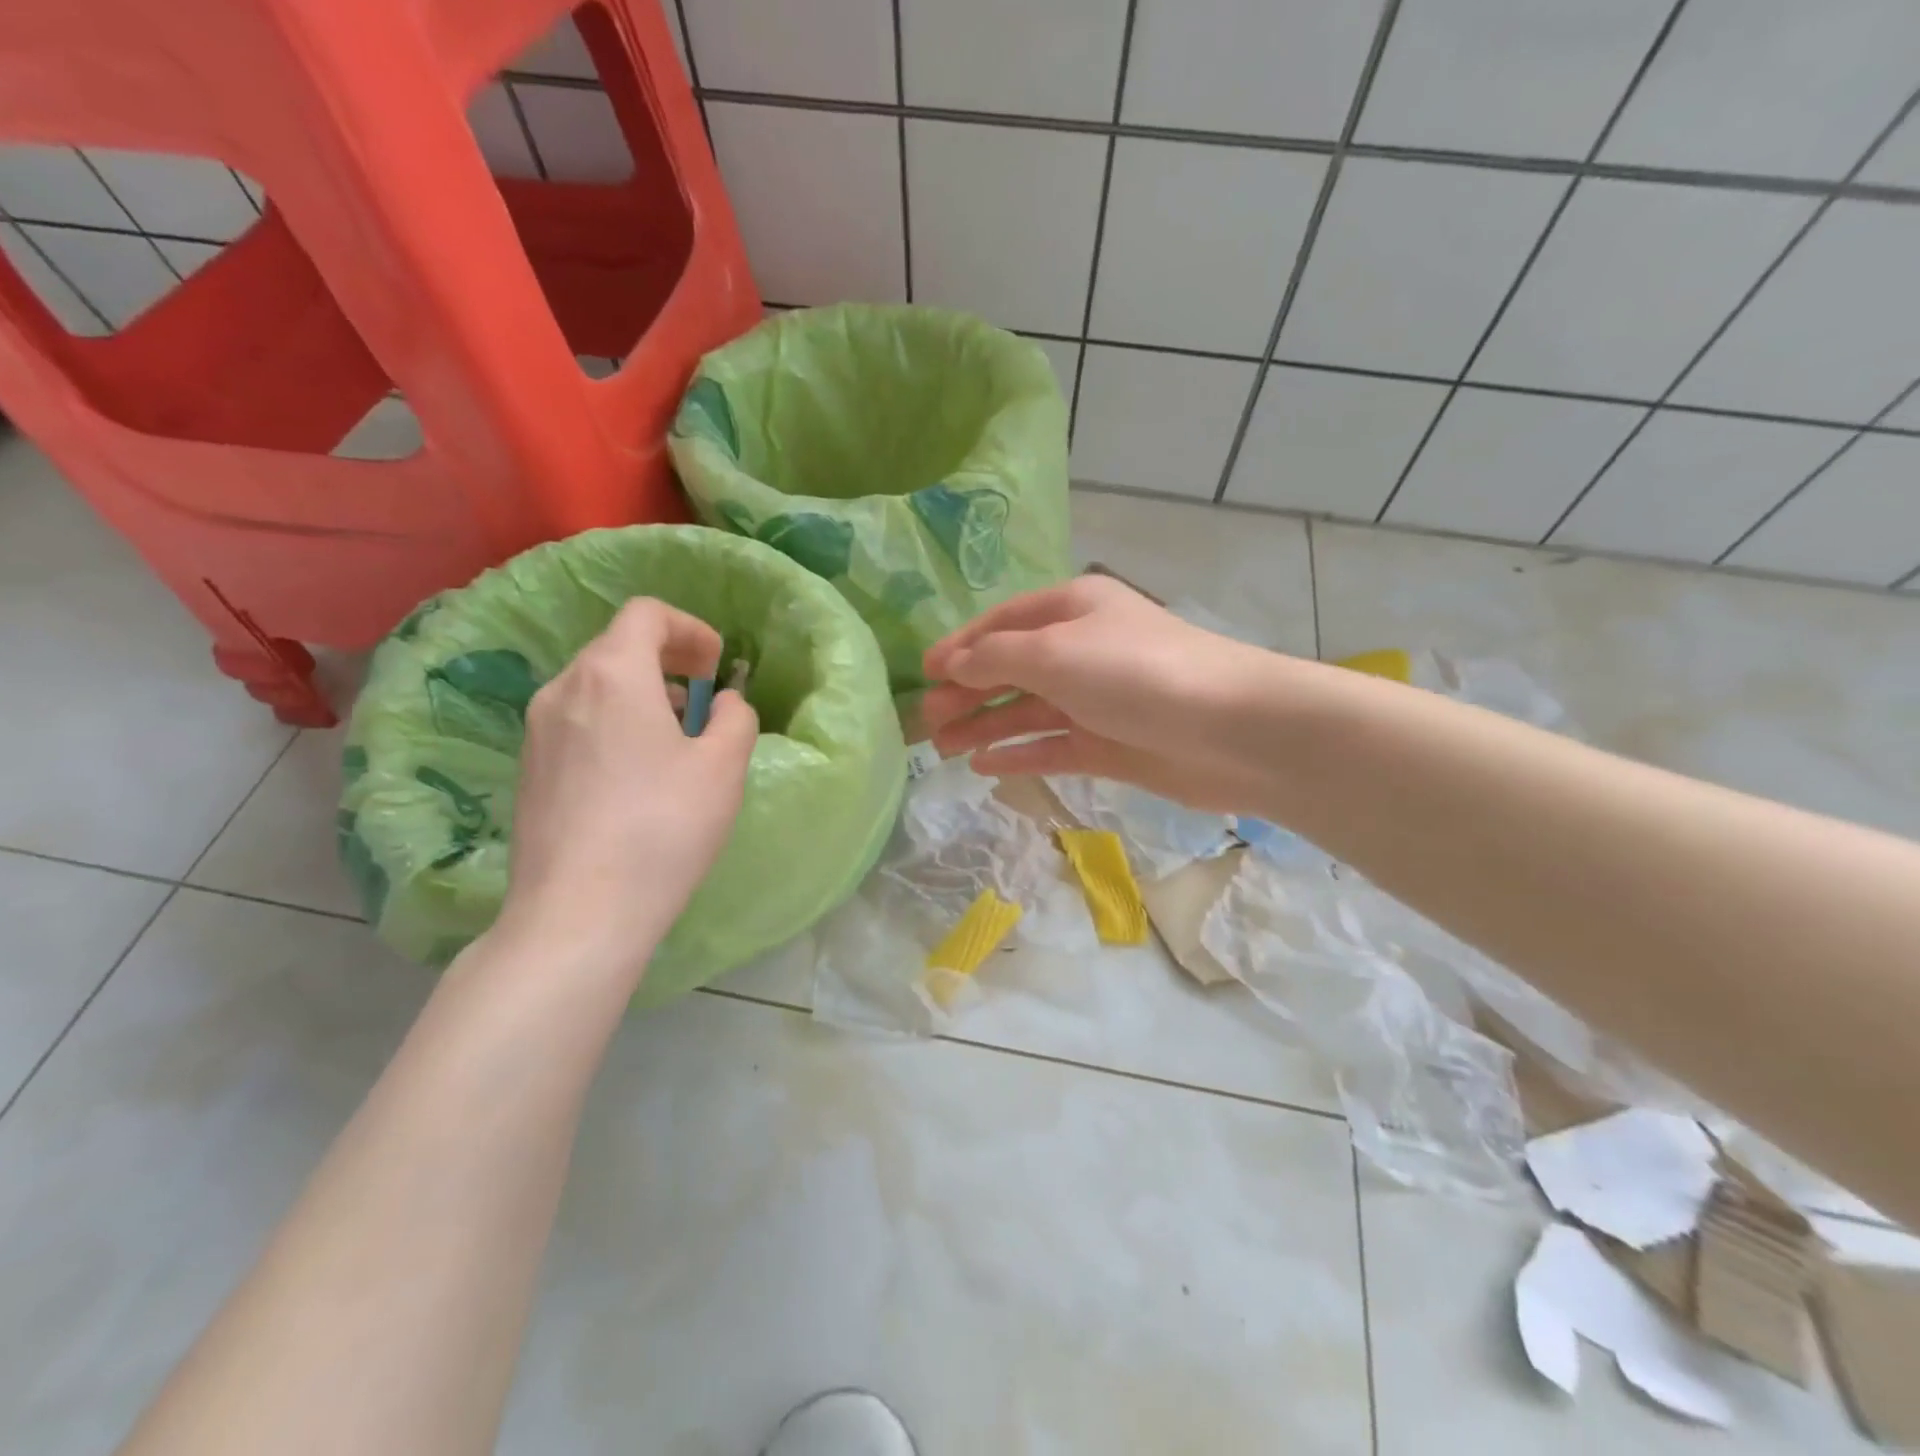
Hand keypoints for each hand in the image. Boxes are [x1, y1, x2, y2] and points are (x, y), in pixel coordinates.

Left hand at [494, 599, 756, 978]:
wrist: (578, 913)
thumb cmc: (662, 828)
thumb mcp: (723, 767)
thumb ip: (734, 717)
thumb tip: (722, 703)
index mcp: (611, 674)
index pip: (646, 614)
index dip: (690, 629)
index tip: (716, 667)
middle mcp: (563, 689)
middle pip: (617, 647)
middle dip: (668, 664)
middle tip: (702, 705)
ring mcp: (536, 731)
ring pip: (595, 687)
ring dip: (640, 697)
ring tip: (674, 744)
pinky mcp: (528, 770)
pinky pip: (577, 724)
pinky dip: (613, 726)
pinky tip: (635, 779)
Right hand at [921, 576, 1300, 813]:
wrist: (1231, 730)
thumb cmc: (1136, 673)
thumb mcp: (1055, 652)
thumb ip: (996, 657)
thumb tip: (951, 664)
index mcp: (1072, 610)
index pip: (1002, 624)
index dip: (960, 647)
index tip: (922, 674)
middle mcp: (1082, 650)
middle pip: (1011, 669)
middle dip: (967, 692)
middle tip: (926, 721)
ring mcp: (1096, 700)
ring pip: (1028, 711)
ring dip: (985, 726)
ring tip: (942, 748)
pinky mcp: (1109, 745)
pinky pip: (1052, 746)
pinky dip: (1019, 753)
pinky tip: (985, 767)